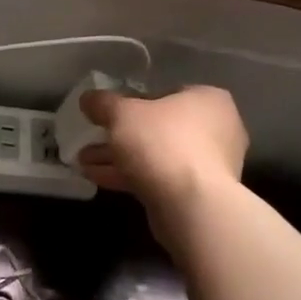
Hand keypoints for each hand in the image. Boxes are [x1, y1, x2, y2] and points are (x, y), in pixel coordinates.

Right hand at [76, 86, 246, 231]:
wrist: (193, 206)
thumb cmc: (163, 143)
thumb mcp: (123, 114)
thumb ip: (103, 103)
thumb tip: (88, 98)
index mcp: (208, 99)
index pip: (166, 93)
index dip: (132, 102)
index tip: (109, 113)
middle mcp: (216, 129)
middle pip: (159, 127)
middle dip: (121, 135)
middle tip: (91, 138)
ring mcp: (209, 165)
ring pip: (156, 155)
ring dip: (120, 157)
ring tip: (83, 161)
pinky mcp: (198, 194)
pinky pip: (159, 177)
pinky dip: (131, 175)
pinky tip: (97, 177)